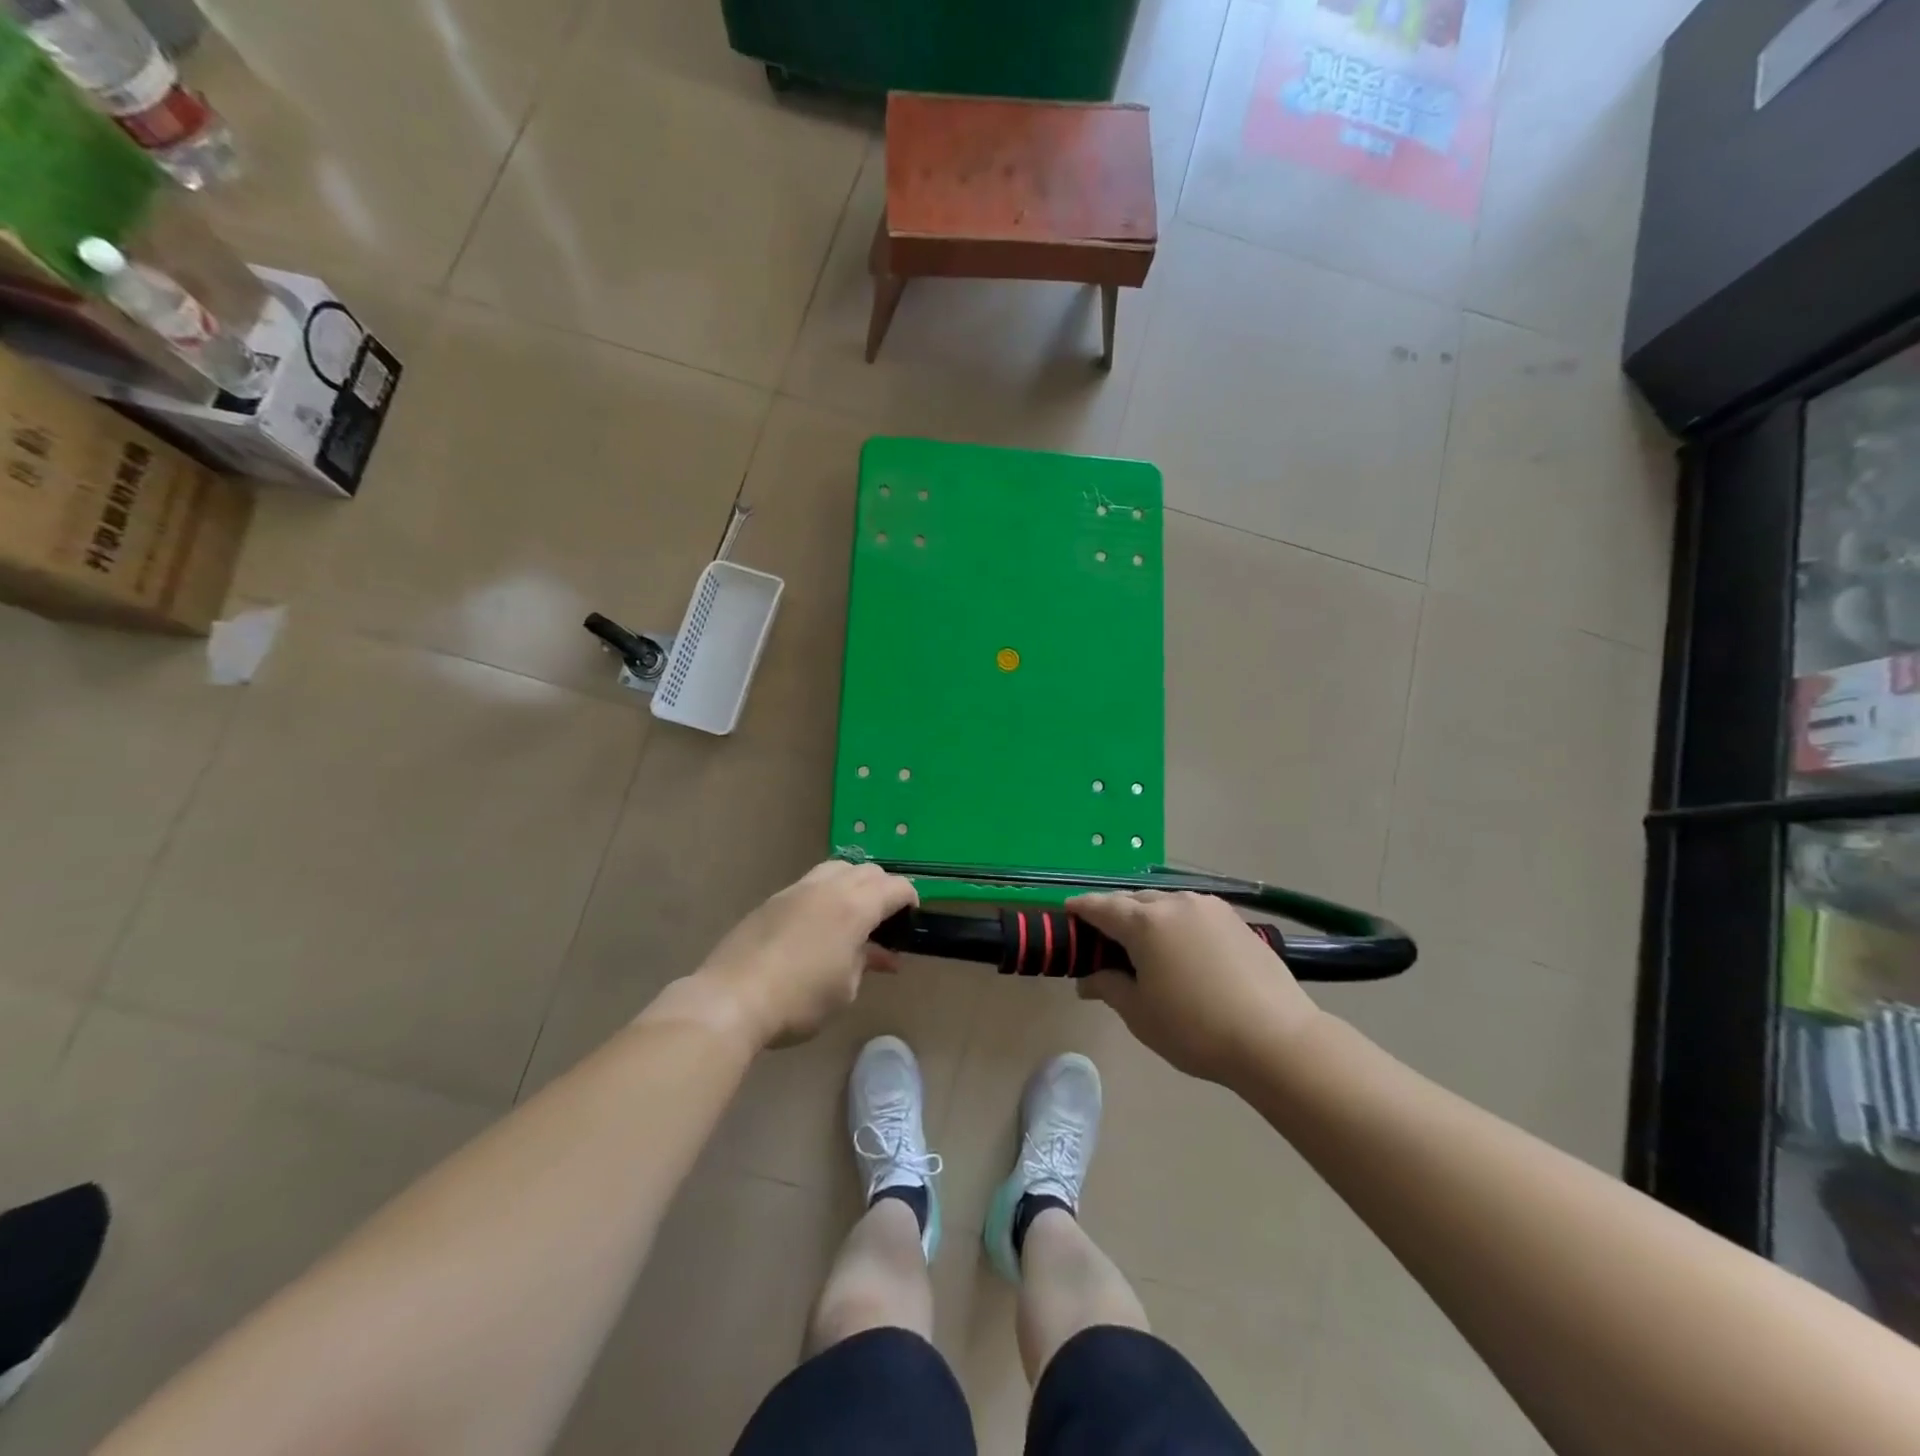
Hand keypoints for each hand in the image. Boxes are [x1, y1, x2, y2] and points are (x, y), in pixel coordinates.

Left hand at [693, 861, 918, 1047]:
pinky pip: (811, 884)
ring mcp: (797, 890)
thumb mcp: (844, 989)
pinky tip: (819, 925)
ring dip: (853, 884)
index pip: (895, 887)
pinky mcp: (773, 900)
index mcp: (855, 907)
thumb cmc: (799, 1000)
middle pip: (867, 871)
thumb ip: (865, 962)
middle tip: (884, 921)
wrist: (732, 998)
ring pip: (837, 868)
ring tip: (852, 917)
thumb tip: (880, 955)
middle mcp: (829, 888)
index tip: (910, 919)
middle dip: (883, 889)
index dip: (909, 899)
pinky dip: (826, 894)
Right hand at [1070, 891, 1322, 1088]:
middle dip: (1115, 913)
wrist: (1276, 1039)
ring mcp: (1210, 908)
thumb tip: (1088, 979)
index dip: (1081, 908)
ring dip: (1148, 916)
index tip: (1067, 910)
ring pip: (1166, 903)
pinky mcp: (1236, 920)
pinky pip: (1192, 913)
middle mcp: (1175, 903)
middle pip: (1134, 900)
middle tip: (1104, 938)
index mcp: (1145, 922)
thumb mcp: (1140, 1014)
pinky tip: (1181, 948)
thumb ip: (1109, 987)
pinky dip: (1177, 923)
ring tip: (1144, 944)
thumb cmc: (1196, 1029)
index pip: (1101, 907)